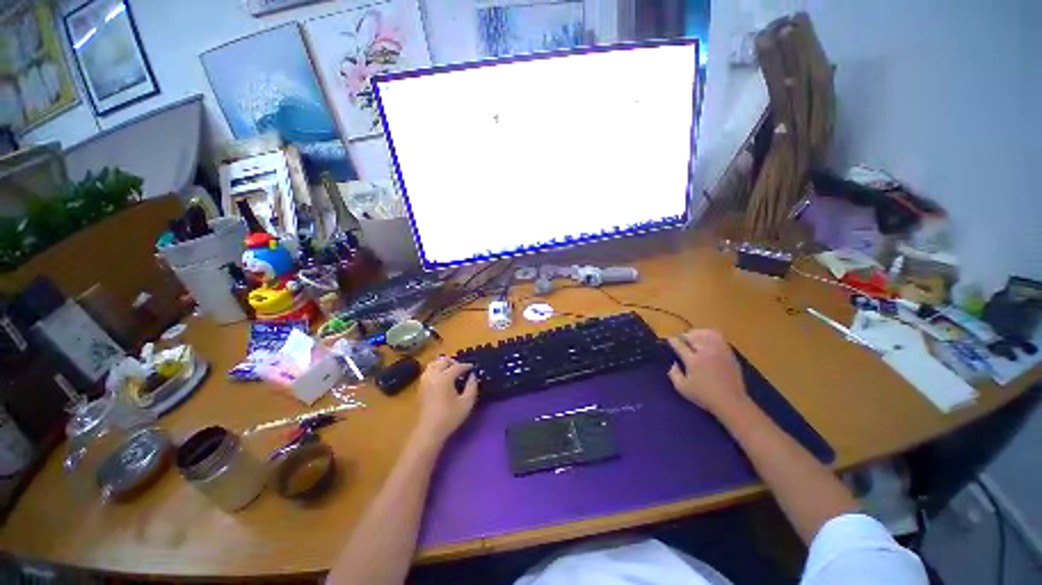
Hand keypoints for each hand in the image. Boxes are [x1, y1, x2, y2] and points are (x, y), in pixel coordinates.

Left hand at [414, 356, 478, 443]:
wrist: (430, 430)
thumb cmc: (450, 416)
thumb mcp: (467, 402)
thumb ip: (472, 386)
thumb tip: (472, 376)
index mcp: (444, 377)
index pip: (457, 366)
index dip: (467, 366)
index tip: (473, 368)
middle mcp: (433, 375)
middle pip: (443, 361)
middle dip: (454, 362)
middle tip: (462, 369)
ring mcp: (425, 380)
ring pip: (433, 364)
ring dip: (443, 364)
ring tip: (452, 371)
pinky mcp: (421, 387)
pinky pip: (428, 371)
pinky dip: (436, 369)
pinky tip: (443, 378)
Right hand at [667, 330, 748, 416]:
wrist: (731, 401)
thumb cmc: (704, 396)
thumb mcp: (682, 388)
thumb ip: (673, 374)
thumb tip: (673, 363)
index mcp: (693, 361)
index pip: (679, 345)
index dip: (672, 341)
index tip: (669, 340)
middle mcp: (705, 352)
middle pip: (692, 336)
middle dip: (684, 335)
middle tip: (680, 339)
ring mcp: (719, 351)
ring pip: (706, 334)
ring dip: (697, 333)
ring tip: (693, 337)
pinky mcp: (729, 353)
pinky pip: (719, 338)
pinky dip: (710, 335)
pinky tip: (707, 340)